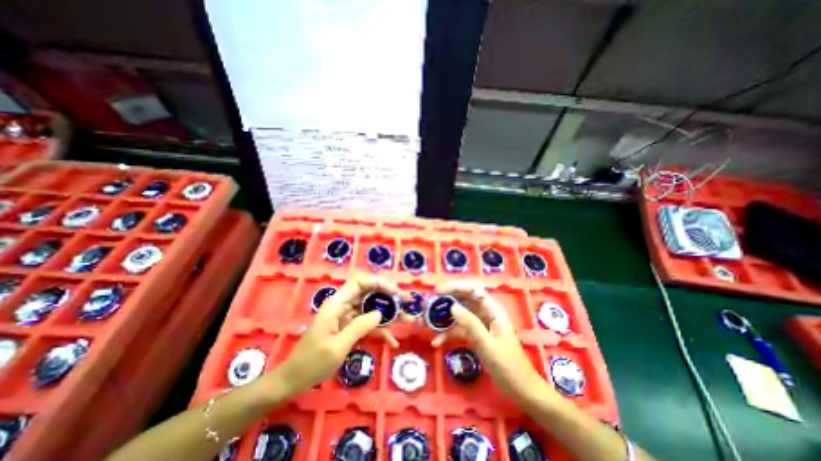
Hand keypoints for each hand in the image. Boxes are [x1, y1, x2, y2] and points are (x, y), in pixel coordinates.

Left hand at [273, 273, 403, 395]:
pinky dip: (380, 330)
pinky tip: (392, 340)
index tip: (395, 292)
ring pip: (371, 309)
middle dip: (388, 297)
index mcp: (336, 304)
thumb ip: (360, 326)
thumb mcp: (338, 346)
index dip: (378, 283)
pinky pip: (367, 324)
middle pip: (369, 294)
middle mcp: (343, 306)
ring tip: (408, 320)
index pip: (360, 282)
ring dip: (389, 314)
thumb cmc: (312, 363)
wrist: (293, 380)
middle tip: (406, 302)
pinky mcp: (349, 328)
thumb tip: (380, 312)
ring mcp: (346, 317)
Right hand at [431, 281, 558, 402]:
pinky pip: (459, 329)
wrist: (520, 389)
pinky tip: (437, 341)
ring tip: (429, 319)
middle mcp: (485, 312)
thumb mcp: (488, 344)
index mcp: (492, 309)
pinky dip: (448, 333)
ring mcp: (479, 324)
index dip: (455, 286)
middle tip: (430, 302)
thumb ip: (471, 323)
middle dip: (447, 299)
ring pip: (459, 313)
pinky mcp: (475, 335)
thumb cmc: (508, 365)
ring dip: (445, 316)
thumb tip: (452, 306)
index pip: (472, 289)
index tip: (438, 291)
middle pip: (464, 298)